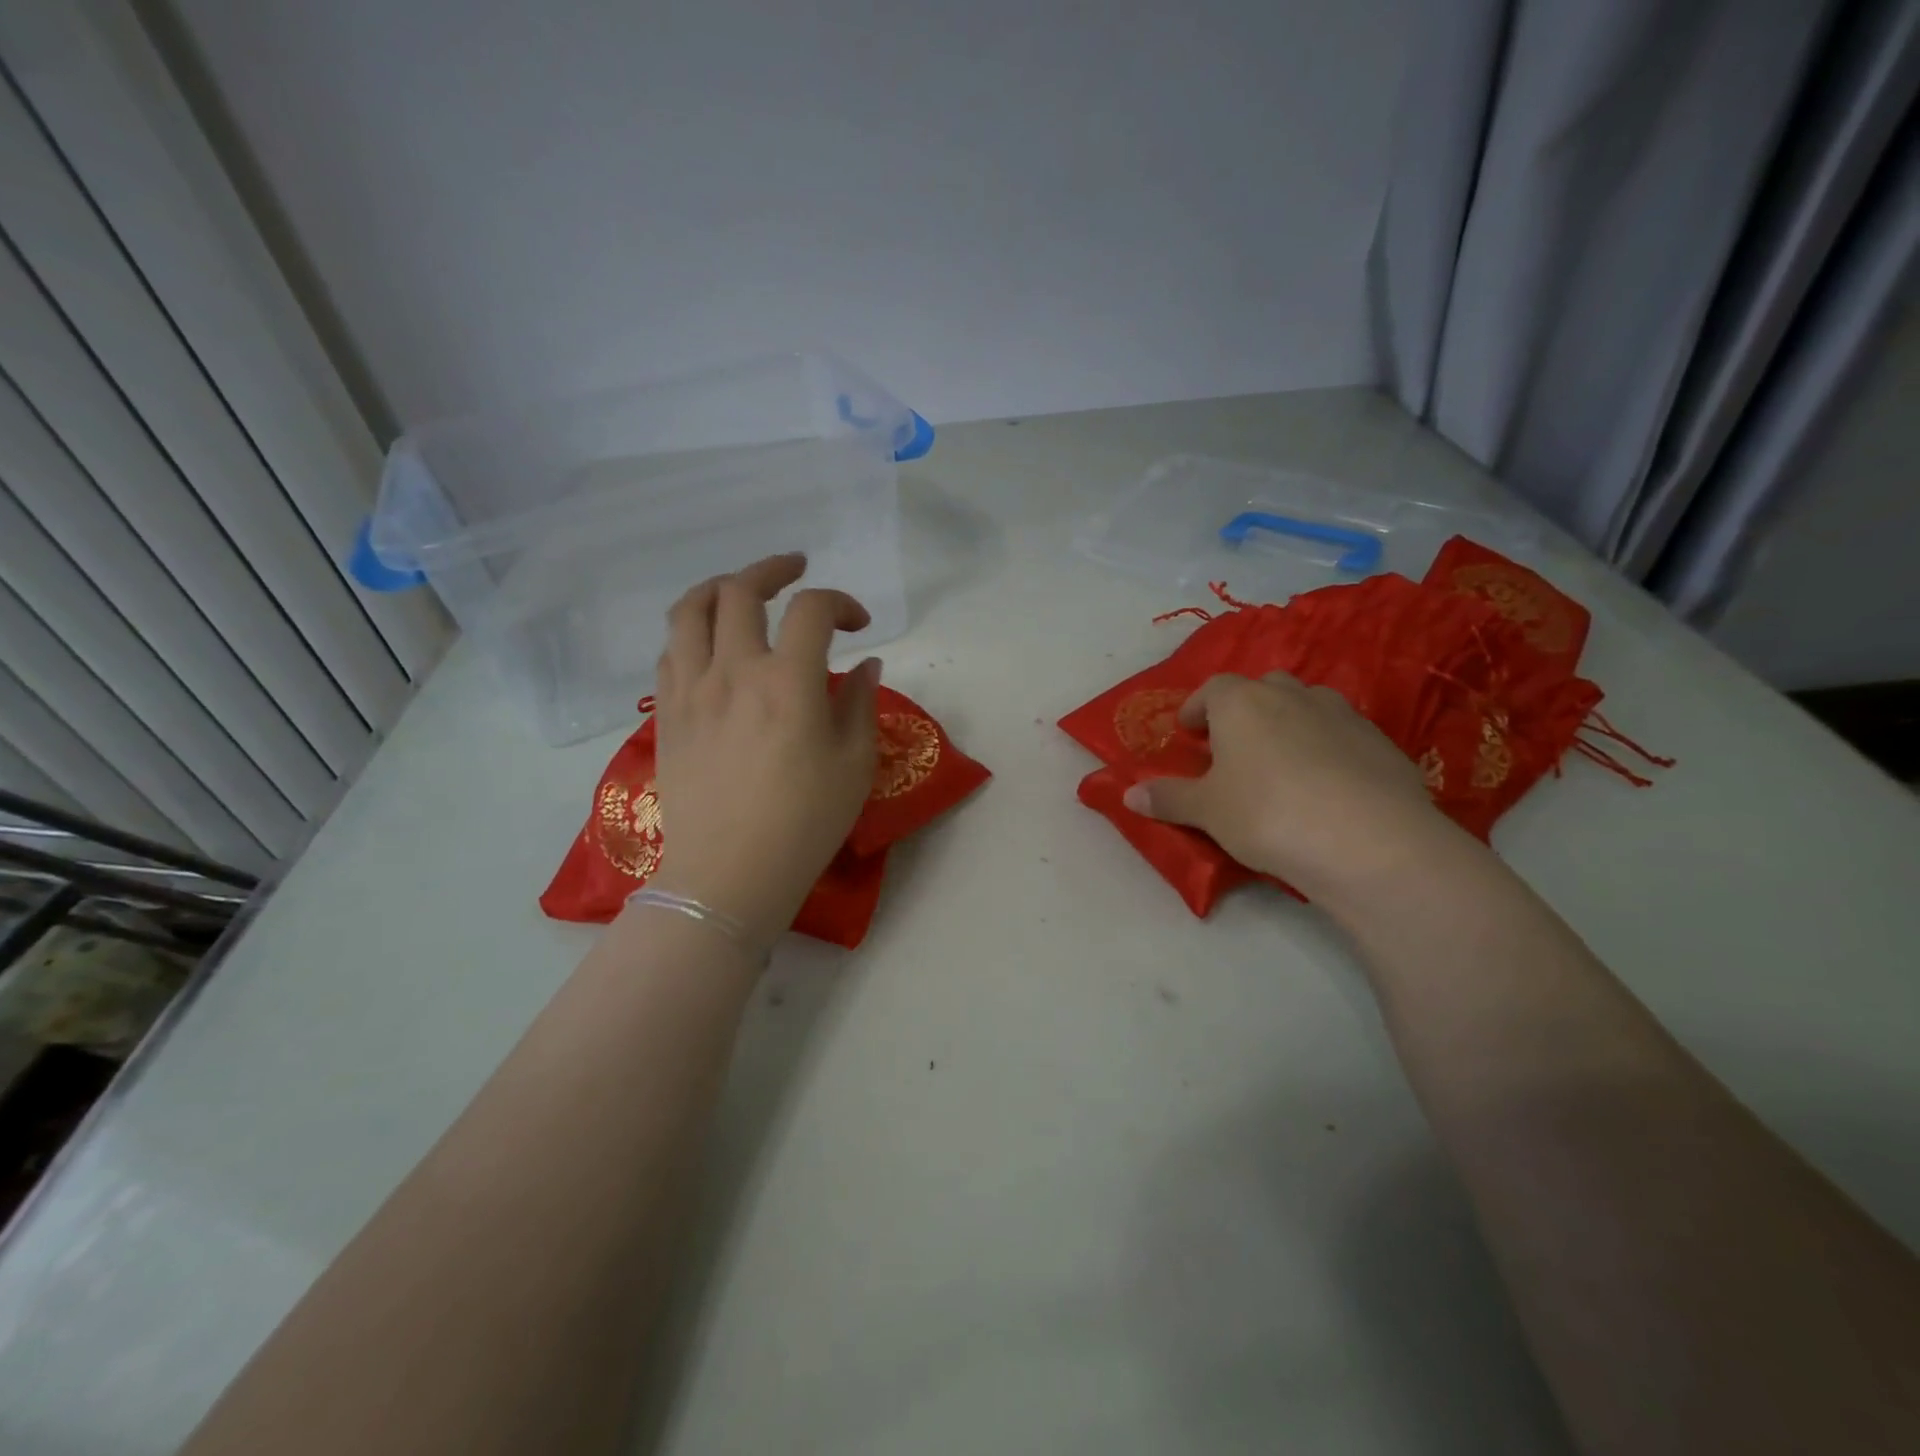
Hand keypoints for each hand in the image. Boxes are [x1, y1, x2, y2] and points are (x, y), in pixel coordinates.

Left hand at [646, 553, 879, 956]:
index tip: (859, 625)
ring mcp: (690, 690)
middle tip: (795, 570)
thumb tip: (866, 666)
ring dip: (719, 587)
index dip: (841, 602)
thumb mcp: (854, 766)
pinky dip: (692, 630)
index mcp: (788, 682)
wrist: (728, 875)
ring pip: (690, 610)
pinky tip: (710, 644)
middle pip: (741, 590)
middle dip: (773, 569)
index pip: (812, 610)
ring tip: (740, 590)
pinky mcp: (667, 714)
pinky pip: (670, 651)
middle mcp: (733, 671)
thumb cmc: (804, 824)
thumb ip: (860, 705)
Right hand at [1123, 672, 1463, 904]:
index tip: (1189, 733)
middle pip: (1261, 689)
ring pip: (1305, 707)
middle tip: (1233, 748)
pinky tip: (1326, 788)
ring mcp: (1342, 714)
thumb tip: (1129, 794)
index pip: (1211, 689)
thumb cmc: (1268, 814)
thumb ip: (1168, 798)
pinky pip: (1341, 735)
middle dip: (1244, 712)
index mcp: (1241, 702)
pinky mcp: (1381, 742)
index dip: (1197, 708)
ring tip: (1280, 765)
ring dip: (1288, 725)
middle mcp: (1291, 695)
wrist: (1369, 841)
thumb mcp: (1207, 812)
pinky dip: (1327, 749)